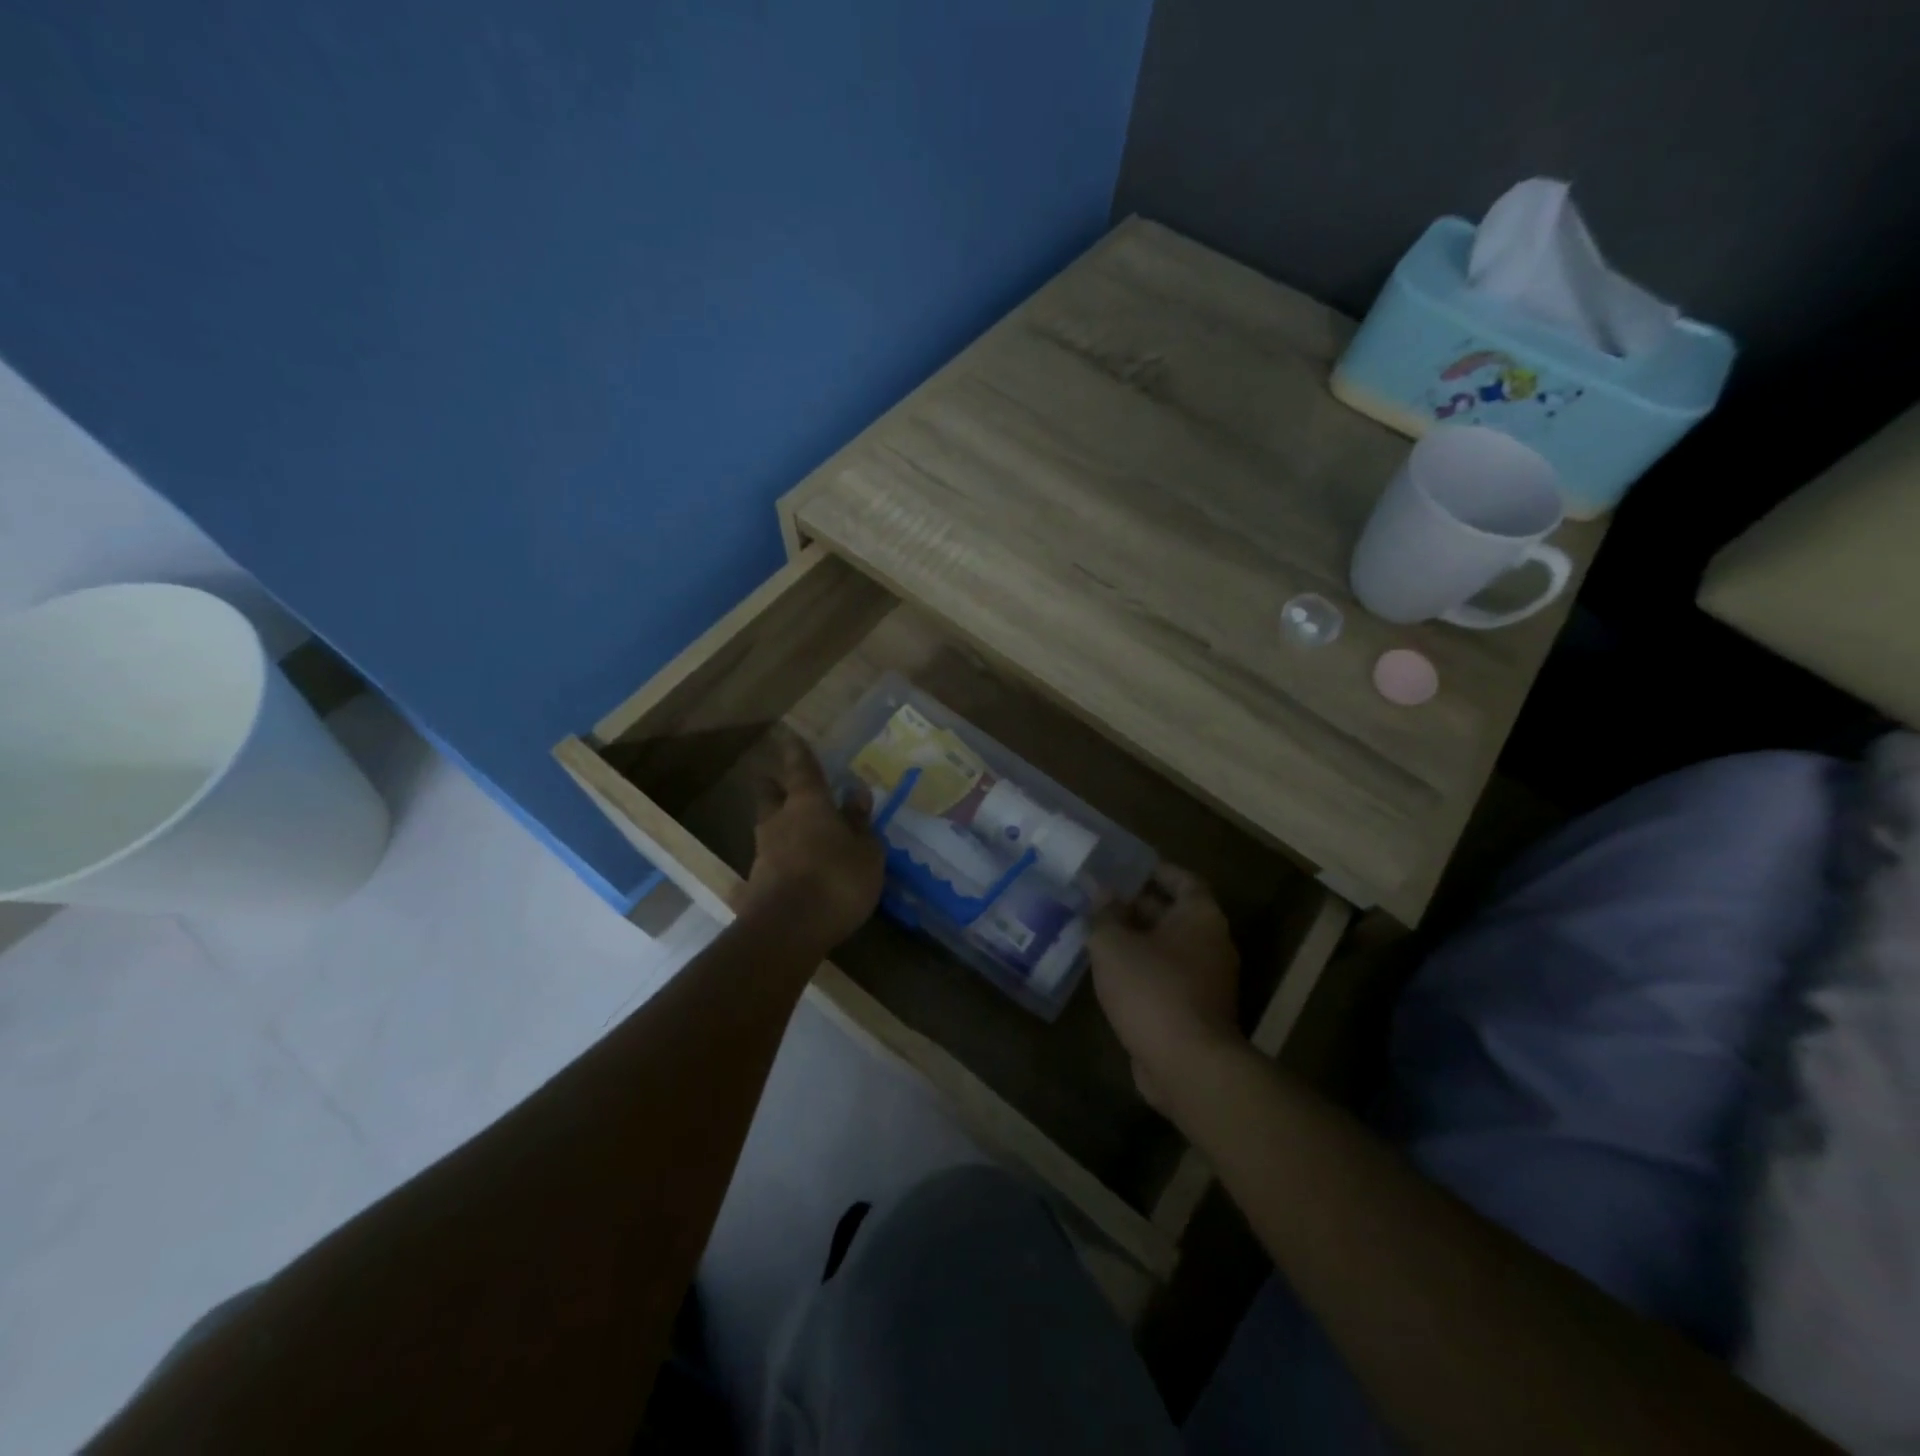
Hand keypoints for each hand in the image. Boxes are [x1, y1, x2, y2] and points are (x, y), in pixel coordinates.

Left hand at [735, 728, 884, 948]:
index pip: (801, 767)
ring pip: (768, 827)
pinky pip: (771, 860)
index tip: (789, 735)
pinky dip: (782, 858)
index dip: (797, 751)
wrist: (787, 931)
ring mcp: (763, 851)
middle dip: (775, 785)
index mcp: (808, 803)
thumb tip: (856, 793)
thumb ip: (860, 822)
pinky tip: (796, 870)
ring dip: (780, 825)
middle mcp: (779, 820)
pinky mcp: (755, 882)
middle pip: (769, 793)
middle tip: (783, 783)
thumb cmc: (837, 879)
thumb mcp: (866, 852)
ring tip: (799, 833)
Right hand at [1090, 865, 1241, 1109]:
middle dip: (1138, 907)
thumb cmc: (1152, 989)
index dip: (1156, 871)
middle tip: (1100, 901)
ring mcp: (1208, 980)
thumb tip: (1101, 892)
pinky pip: (1166, 978)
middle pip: (1174, 914)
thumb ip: (1104, 914)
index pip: (1183, 880)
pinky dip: (1142, 971)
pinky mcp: (1196, 1011)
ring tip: (1098, 934)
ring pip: (1168, 949)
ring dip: (1137, 941)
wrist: (1186, 1064)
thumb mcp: (1113, 944)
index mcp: (1200, 917)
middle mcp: (1211, 943)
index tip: (1127, 868)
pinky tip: (1110, 973)